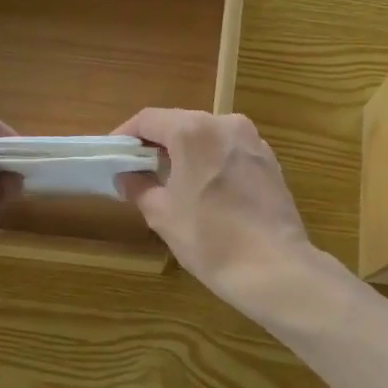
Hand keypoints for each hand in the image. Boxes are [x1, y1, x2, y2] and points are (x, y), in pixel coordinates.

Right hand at [113, 109, 319, 309]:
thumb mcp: (162, 214)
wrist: (273, 268)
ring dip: (187, 153)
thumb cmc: (209, 238)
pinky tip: (207, 191)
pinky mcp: (271, 162)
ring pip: (209, 137)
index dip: (127, 135)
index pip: (149, 119)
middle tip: (139, 170)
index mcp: (194, 131)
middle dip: (158, 144)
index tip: (114, 155)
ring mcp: (253, 142)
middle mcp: (226, 124)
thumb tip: (126, 177)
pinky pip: (231, 153)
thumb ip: (139, 187)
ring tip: (172, 182)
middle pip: (181, 124)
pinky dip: (213, 163)